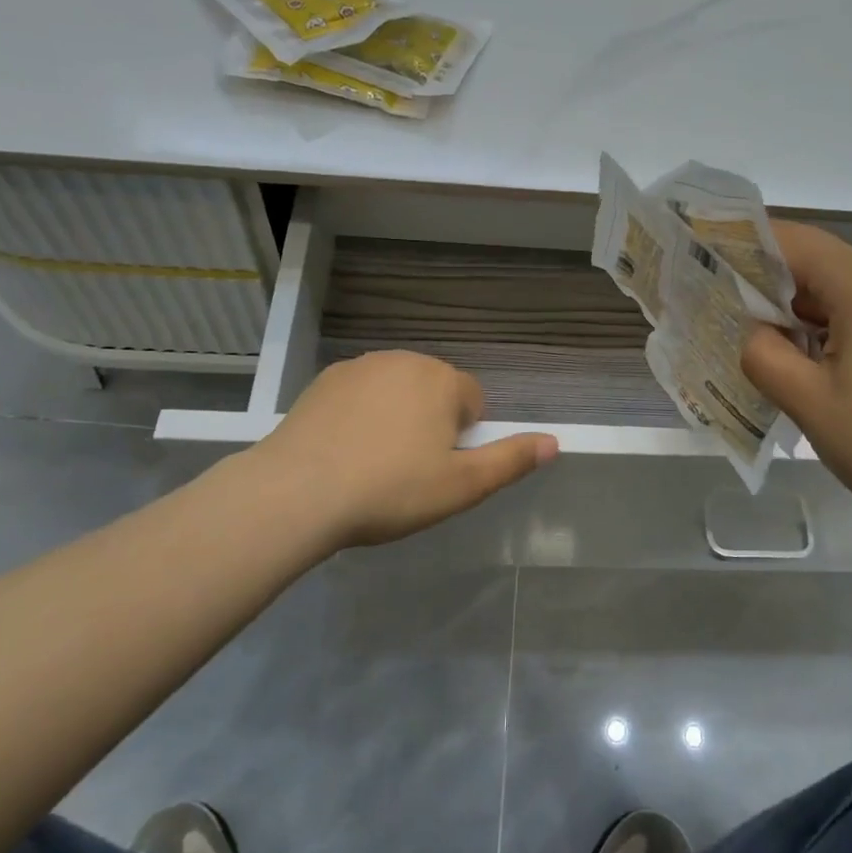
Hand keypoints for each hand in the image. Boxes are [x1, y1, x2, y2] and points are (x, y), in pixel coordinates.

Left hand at [250, 350, 557, 548]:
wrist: (296, 492)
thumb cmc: (390, 490)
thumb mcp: (461, 486)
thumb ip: (511, 461)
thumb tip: (555, 443)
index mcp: (441, 380)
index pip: (473, 401)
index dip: (462, 439)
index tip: (438, 470)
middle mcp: (404, 360)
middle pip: (434, 392)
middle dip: (430, 423)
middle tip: (407, 472)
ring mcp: (359, 367)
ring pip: (396, 391)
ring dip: (395, 417)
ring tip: (371, 465)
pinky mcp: (324, 381)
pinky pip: (359, 395)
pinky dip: (359, 416)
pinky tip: (342, 452)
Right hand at [741, 222, 851, 549]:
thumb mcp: (809, 403)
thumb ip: (763, 354)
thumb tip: (757, 334)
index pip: (794, 241)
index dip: (745, 247)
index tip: (707, 266)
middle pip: (823, 267)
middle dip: (774, 292)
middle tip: (730, 324)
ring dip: (809, 318)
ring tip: (774, 357)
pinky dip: (844, 334)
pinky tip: (828, 375)